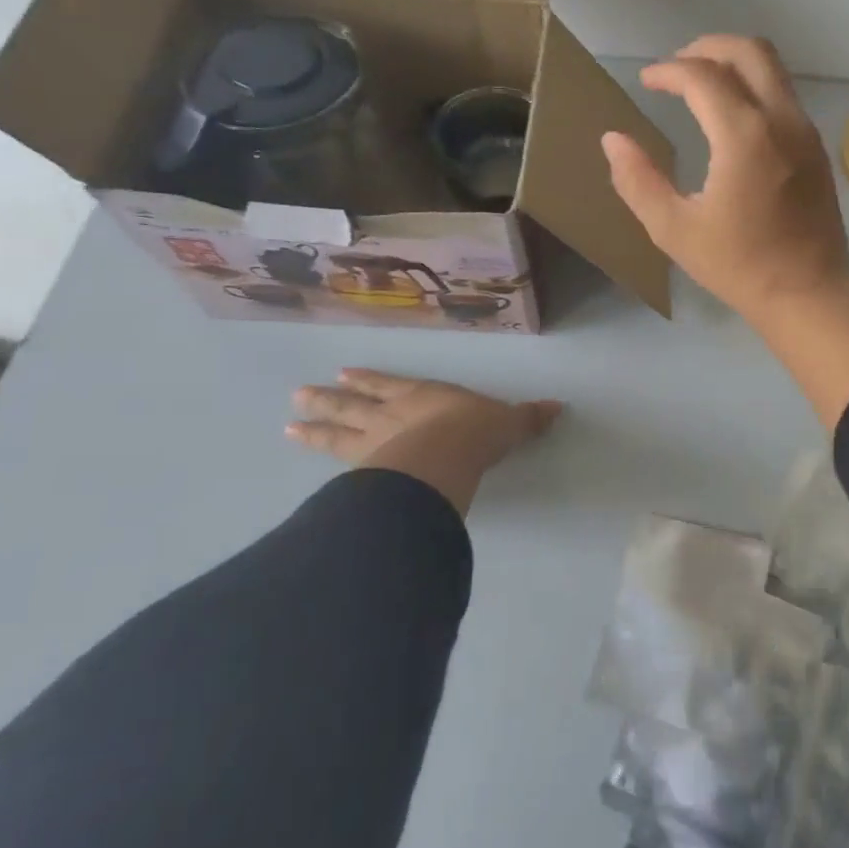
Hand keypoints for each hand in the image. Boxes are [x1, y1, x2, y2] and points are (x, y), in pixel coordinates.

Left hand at [287, 370, 562, 514]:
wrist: (446, 456)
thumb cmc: (475, 432)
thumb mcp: (508, 423)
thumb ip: (527, 418)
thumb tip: (558, 407)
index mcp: (422, 397)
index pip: (390, 385)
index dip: (370, 381)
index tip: (346, 374)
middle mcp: (390, 416)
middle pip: (354, 405)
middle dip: (330, 400)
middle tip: (300, 395)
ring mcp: (373, 444)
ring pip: (337, 433)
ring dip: (316, 429)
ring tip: (289, 426)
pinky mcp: (365, 472)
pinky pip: (340, 467)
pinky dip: (323, 463)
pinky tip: (309, 467)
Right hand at [600, 35, 848, 324]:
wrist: (808, 294)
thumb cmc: (738, 266)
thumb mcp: (674, 230)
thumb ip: (638, 180)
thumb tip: (614, 140)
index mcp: (743, 136)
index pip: (702, 76)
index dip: (668, 71)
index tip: (646, 82)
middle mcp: (781, 120)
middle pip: (749, 51)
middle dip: (707, 48)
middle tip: (677, 67)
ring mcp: (806, 132)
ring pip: (773, 70)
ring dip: (735, 64)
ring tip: (702, 86)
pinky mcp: (817, 149)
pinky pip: (785, 96)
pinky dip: (756, 88)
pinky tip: (734, 119)